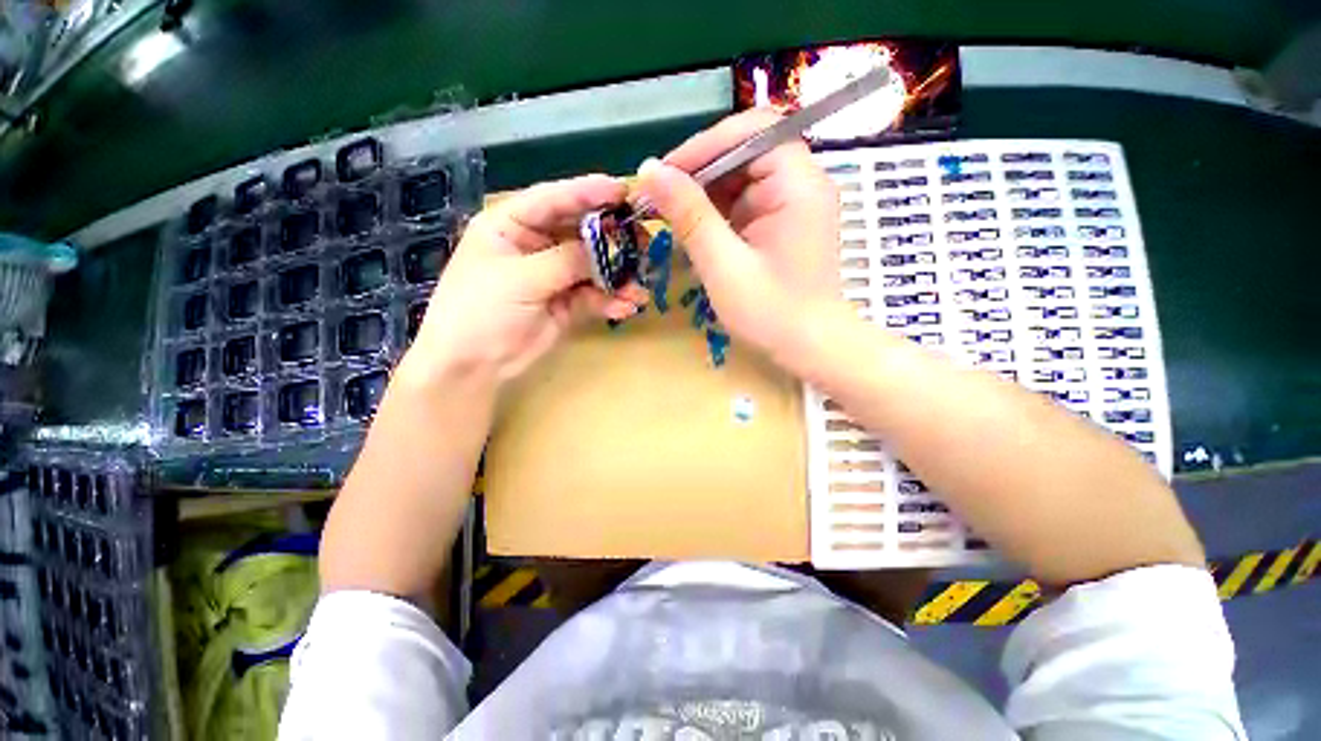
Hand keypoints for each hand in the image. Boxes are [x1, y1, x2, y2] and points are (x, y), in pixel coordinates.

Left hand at [408, 175, 647, 382]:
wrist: (472, 367)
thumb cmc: (480, 311)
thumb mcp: (520, 279)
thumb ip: (566, 261)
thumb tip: (607, 248)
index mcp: (511, 225)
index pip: (553, 200)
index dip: (588, 193)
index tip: (623, 191)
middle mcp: (535, 245)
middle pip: (580, 232)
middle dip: (612, 238)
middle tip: (644, 241)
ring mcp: (553, 276)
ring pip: (592, 268)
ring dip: (617, 277)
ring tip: (639, 287)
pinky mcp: (566, 304)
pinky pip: (593, 296)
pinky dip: (610, 301)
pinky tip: (626, 308)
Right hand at [634, 109, 840, 360]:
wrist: (811, 347)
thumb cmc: (771, 312)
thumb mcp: (724, 265)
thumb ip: (689, 215)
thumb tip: (650, 170)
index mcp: (797, 184)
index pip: (752, 131)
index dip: (705, 145)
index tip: (666, 175)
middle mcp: (800, 183)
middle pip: (745, 151)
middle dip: (700, 172)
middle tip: (662, 200)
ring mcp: (792, 203)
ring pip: (741, 178)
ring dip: (704, 195)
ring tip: (673, 220)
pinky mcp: (782, 223)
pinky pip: (744, 203)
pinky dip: (717, 214)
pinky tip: (697, 234)